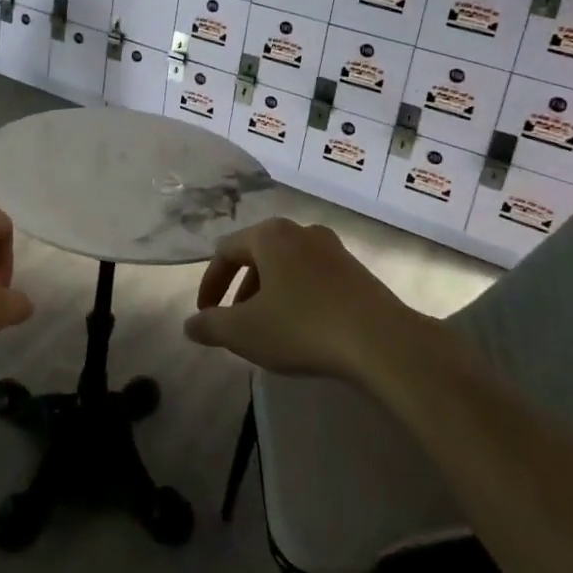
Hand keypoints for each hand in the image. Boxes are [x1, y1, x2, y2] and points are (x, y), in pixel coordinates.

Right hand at [185, 218, 418, 380]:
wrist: (382, 341)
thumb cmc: (302, 327)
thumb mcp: (245, 331)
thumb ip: (210, 326)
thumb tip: (190, 325)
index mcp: (270, 235)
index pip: (225, 251)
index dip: (210, 284)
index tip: (205, 315)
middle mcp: (300, 231)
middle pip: (258, 255)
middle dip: (241, 289)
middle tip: (235, 321)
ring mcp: (333, 249)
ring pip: (287, 266)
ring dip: (269, 293)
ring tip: (268, 327)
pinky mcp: (357, 271)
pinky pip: (313, 277)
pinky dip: (297, 296)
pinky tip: (303, 327)